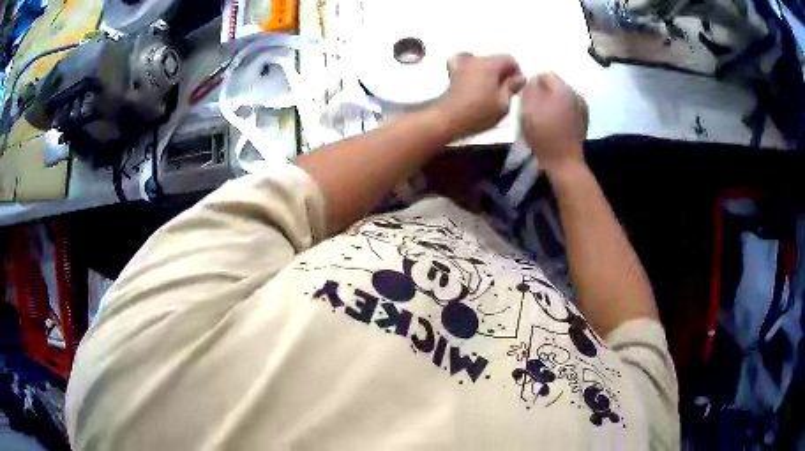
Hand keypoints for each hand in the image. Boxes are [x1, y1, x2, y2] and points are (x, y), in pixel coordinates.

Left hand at [435, 53, 525, 138]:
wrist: (450, 118)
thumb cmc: (479, 112)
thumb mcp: (503, 103)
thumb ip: (512, 87)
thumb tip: (520, 78)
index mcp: (490, 63)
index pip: (510, 59)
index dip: (517, 72)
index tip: (516, 87)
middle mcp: (475, 58)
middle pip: (495, 59)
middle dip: (503, 72)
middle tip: (506, 91)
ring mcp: (462, 64)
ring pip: (482, 62)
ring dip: (489, 72)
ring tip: (491, 89)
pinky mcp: (453, 73)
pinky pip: (464, 63)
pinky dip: (471, 68)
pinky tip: (474, 79)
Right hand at [521, 72, 587, 174]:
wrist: (563, 162)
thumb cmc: (543, 133)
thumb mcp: (528, 107)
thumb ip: (529, 88)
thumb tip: (533, 82)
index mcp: (563, 89)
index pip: (545, 75)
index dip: (533, 84)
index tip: (526, 98)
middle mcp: (576, 95)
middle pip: (555, 86)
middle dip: (544, 93)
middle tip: (533, 108)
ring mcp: (583, 109)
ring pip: (563, 98)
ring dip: (553, 103)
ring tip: (544, 117)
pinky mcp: (583, 122)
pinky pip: (569, 109)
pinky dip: (561, 113)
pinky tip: (555, 125)